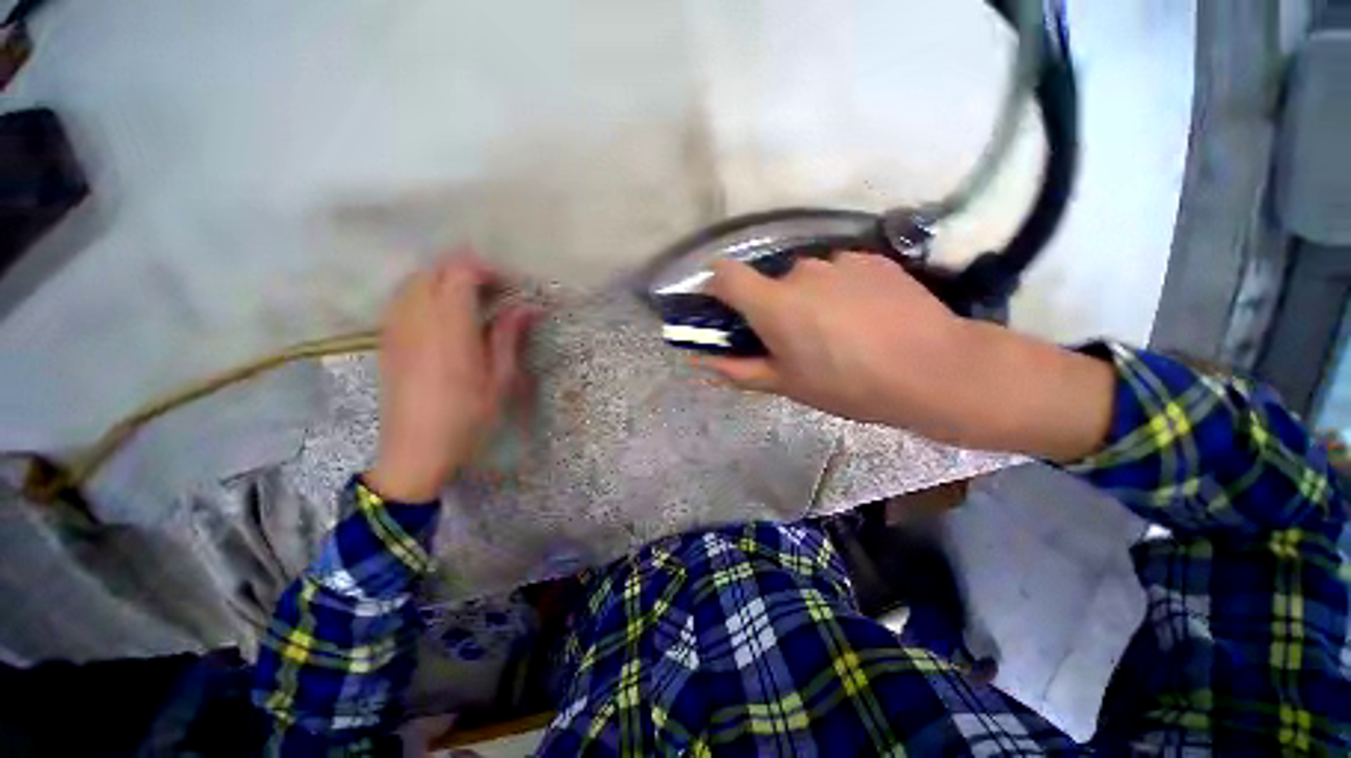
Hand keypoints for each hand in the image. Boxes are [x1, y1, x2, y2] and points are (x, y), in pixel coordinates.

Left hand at [366, 254, 539, 501]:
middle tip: (493, 292)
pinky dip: (425, 295)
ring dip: (443, 281)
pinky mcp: (387, 341)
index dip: (484, 270)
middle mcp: (417, 320)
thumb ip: (509, 337)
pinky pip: (402, 300)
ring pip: (414, 281)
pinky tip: (443, 317)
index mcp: (450, 329)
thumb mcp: (500, 380)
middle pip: (433, 271)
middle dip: (464, 271)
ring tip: (470, 302)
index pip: (459, 273)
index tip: (508, 286)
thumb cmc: (467, 418)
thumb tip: (528, 308)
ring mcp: (396, 329)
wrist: (415, 451)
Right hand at [702, 253, 1113, 459]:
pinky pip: (839, 272)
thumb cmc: (850, 385)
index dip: (715, 287)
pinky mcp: (872, 259)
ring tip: (837, 331)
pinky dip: (839, 290)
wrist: (936, 370)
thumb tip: (700, 360)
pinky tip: (865, 317)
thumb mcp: (787, 385)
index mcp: (774, 303)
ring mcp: (839, 261)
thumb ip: (737, 369)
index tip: (722, 309)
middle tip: (794, 339)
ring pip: (807, 278)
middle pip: (770, 282)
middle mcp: (801, 271)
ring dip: (808, 299)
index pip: (724, 275)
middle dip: (772, 307)